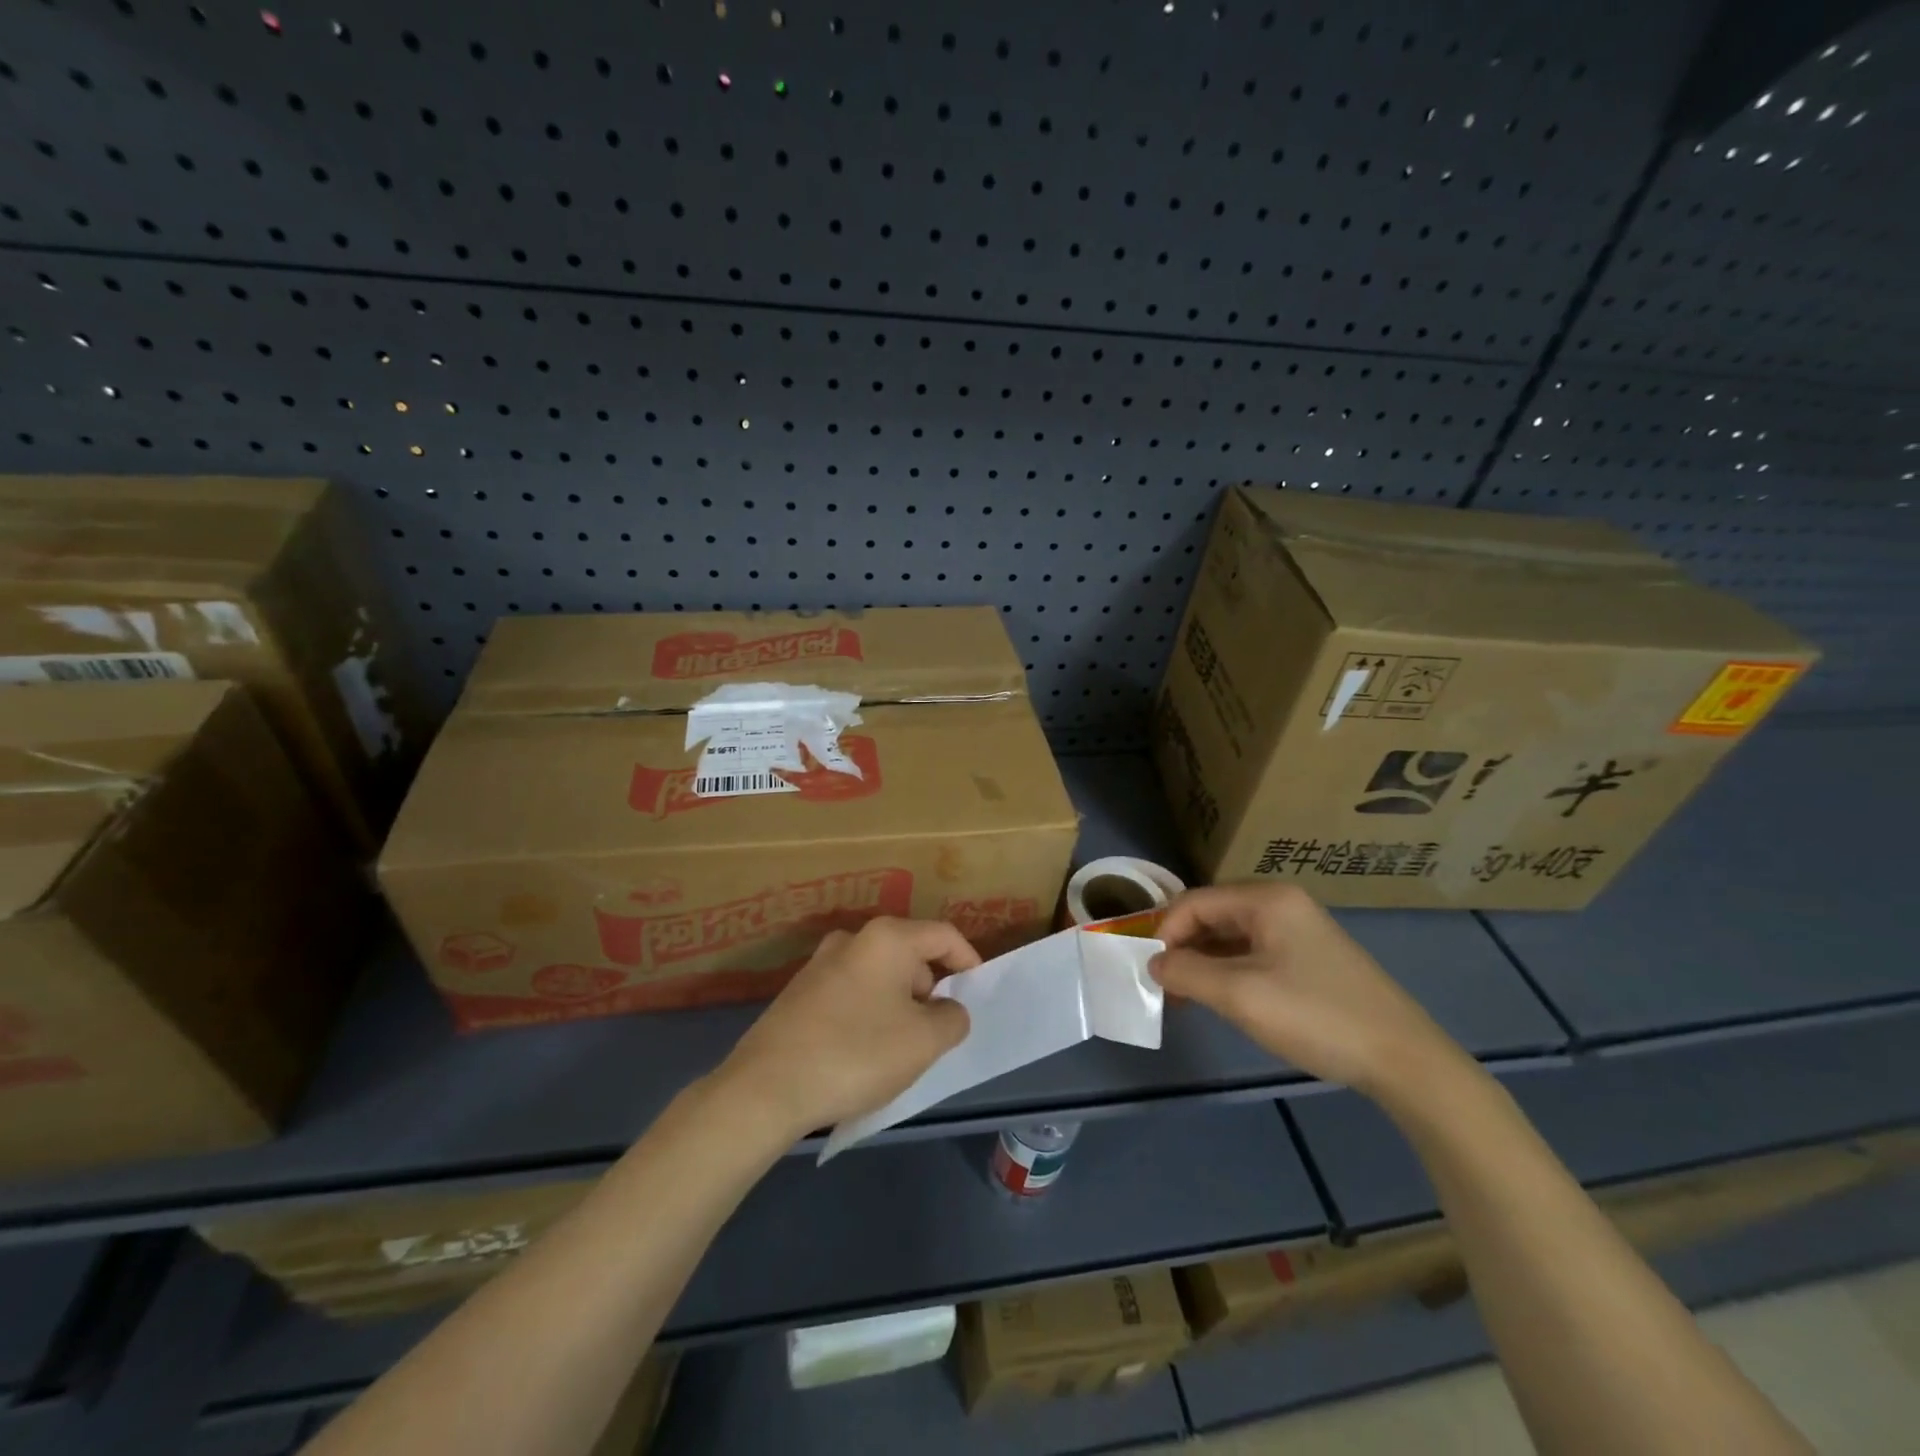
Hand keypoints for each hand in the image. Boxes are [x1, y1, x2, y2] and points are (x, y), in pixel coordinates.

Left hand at [715, 917, 976, 1140]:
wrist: (766, 1088)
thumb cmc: (857, 1053)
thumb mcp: (924, 1041)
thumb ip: (953, 1019)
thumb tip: (948, 1009)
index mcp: (887, 938)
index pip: (944, 935)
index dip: (968, 960)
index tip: (977, 993)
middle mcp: (852, 939)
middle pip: (910, 954)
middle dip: (930, 990)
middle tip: (937, 1033)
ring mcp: (820, 964)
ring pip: (880, 976)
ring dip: (899, 1005)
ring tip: (900, 1049)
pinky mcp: (799, 993)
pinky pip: (852, 994)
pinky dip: (869, 1014)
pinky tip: (862, 1053)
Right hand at [1149, 884, 1470, 1101]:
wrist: (1404, 1060)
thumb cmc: (1316, 1016)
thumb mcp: (1240, 995)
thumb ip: (1187, 972)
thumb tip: (1154, 962)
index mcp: (1266, 899)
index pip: (1194, 902)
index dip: (1165, 933)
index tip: (1150, 972)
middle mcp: (1282, 903)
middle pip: (1212, 915)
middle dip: (1183, 947)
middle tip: (1164, 986)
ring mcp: (1299, 929)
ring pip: (1232, 936)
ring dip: (1204, 962)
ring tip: (1185, 997)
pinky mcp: (1311, 957)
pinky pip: (1254, 953)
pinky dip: (1229, 971)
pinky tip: (1221, 998)